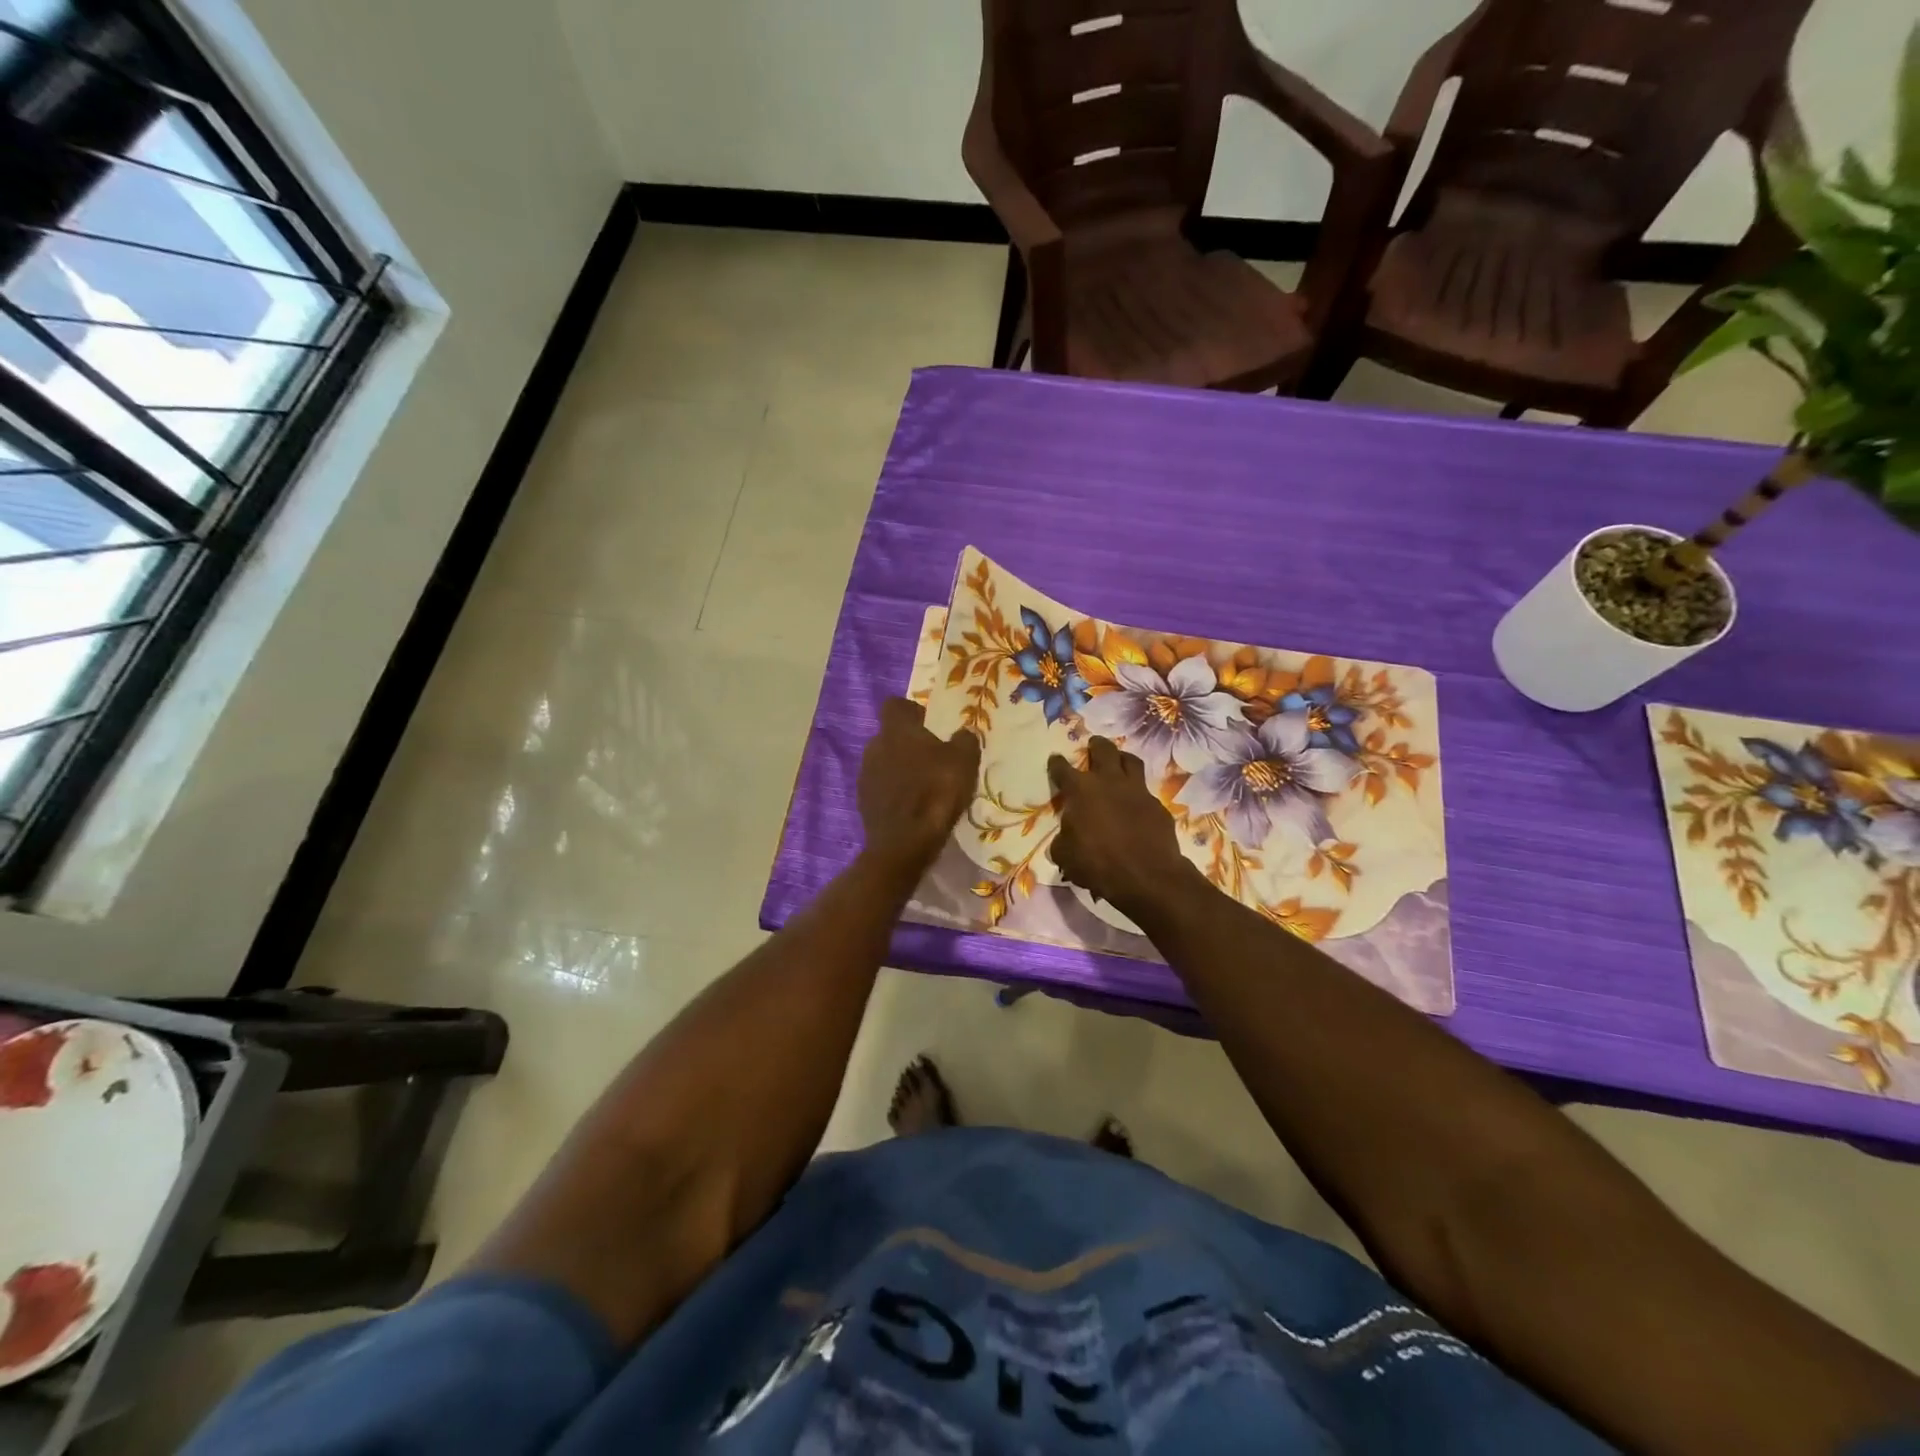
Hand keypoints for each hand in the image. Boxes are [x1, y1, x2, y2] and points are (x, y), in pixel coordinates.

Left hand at [859, 698, 981, 873]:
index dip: (913, 711)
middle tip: (934, 758)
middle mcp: (874, 746)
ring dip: (902, 768)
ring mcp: (865, 775)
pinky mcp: (863, 802)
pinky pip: (882, 787)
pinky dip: (895, 792)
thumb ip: (965, 740)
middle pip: (891, 735)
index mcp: (896, 730)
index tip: (930, 724)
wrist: (904, 844)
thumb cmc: (936, 793)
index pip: (896, 705)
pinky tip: (913, 807)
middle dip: (909, 743)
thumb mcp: (964, 761)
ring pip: (885, 762)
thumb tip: (964, 733)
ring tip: (925, 785)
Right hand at [1048, 737, 1197, 919]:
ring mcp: (1137, 791)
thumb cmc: (1097, 864)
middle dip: (1096, 745)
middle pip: (1103, 750)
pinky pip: (1146, 791)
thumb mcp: (1066, 856)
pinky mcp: (1157, 806)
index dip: (1057, 764)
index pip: (1063, 769)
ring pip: (1131, 761)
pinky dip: (1138, 793)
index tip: (1055, 759)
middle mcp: (1109, 782)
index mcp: (1081, 790)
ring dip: (1122, 758)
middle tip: (1093, 744)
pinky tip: (1135, 803)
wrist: (1146, 876)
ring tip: (1118, 760)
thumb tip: (1065, 839)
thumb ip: (1063, 841)